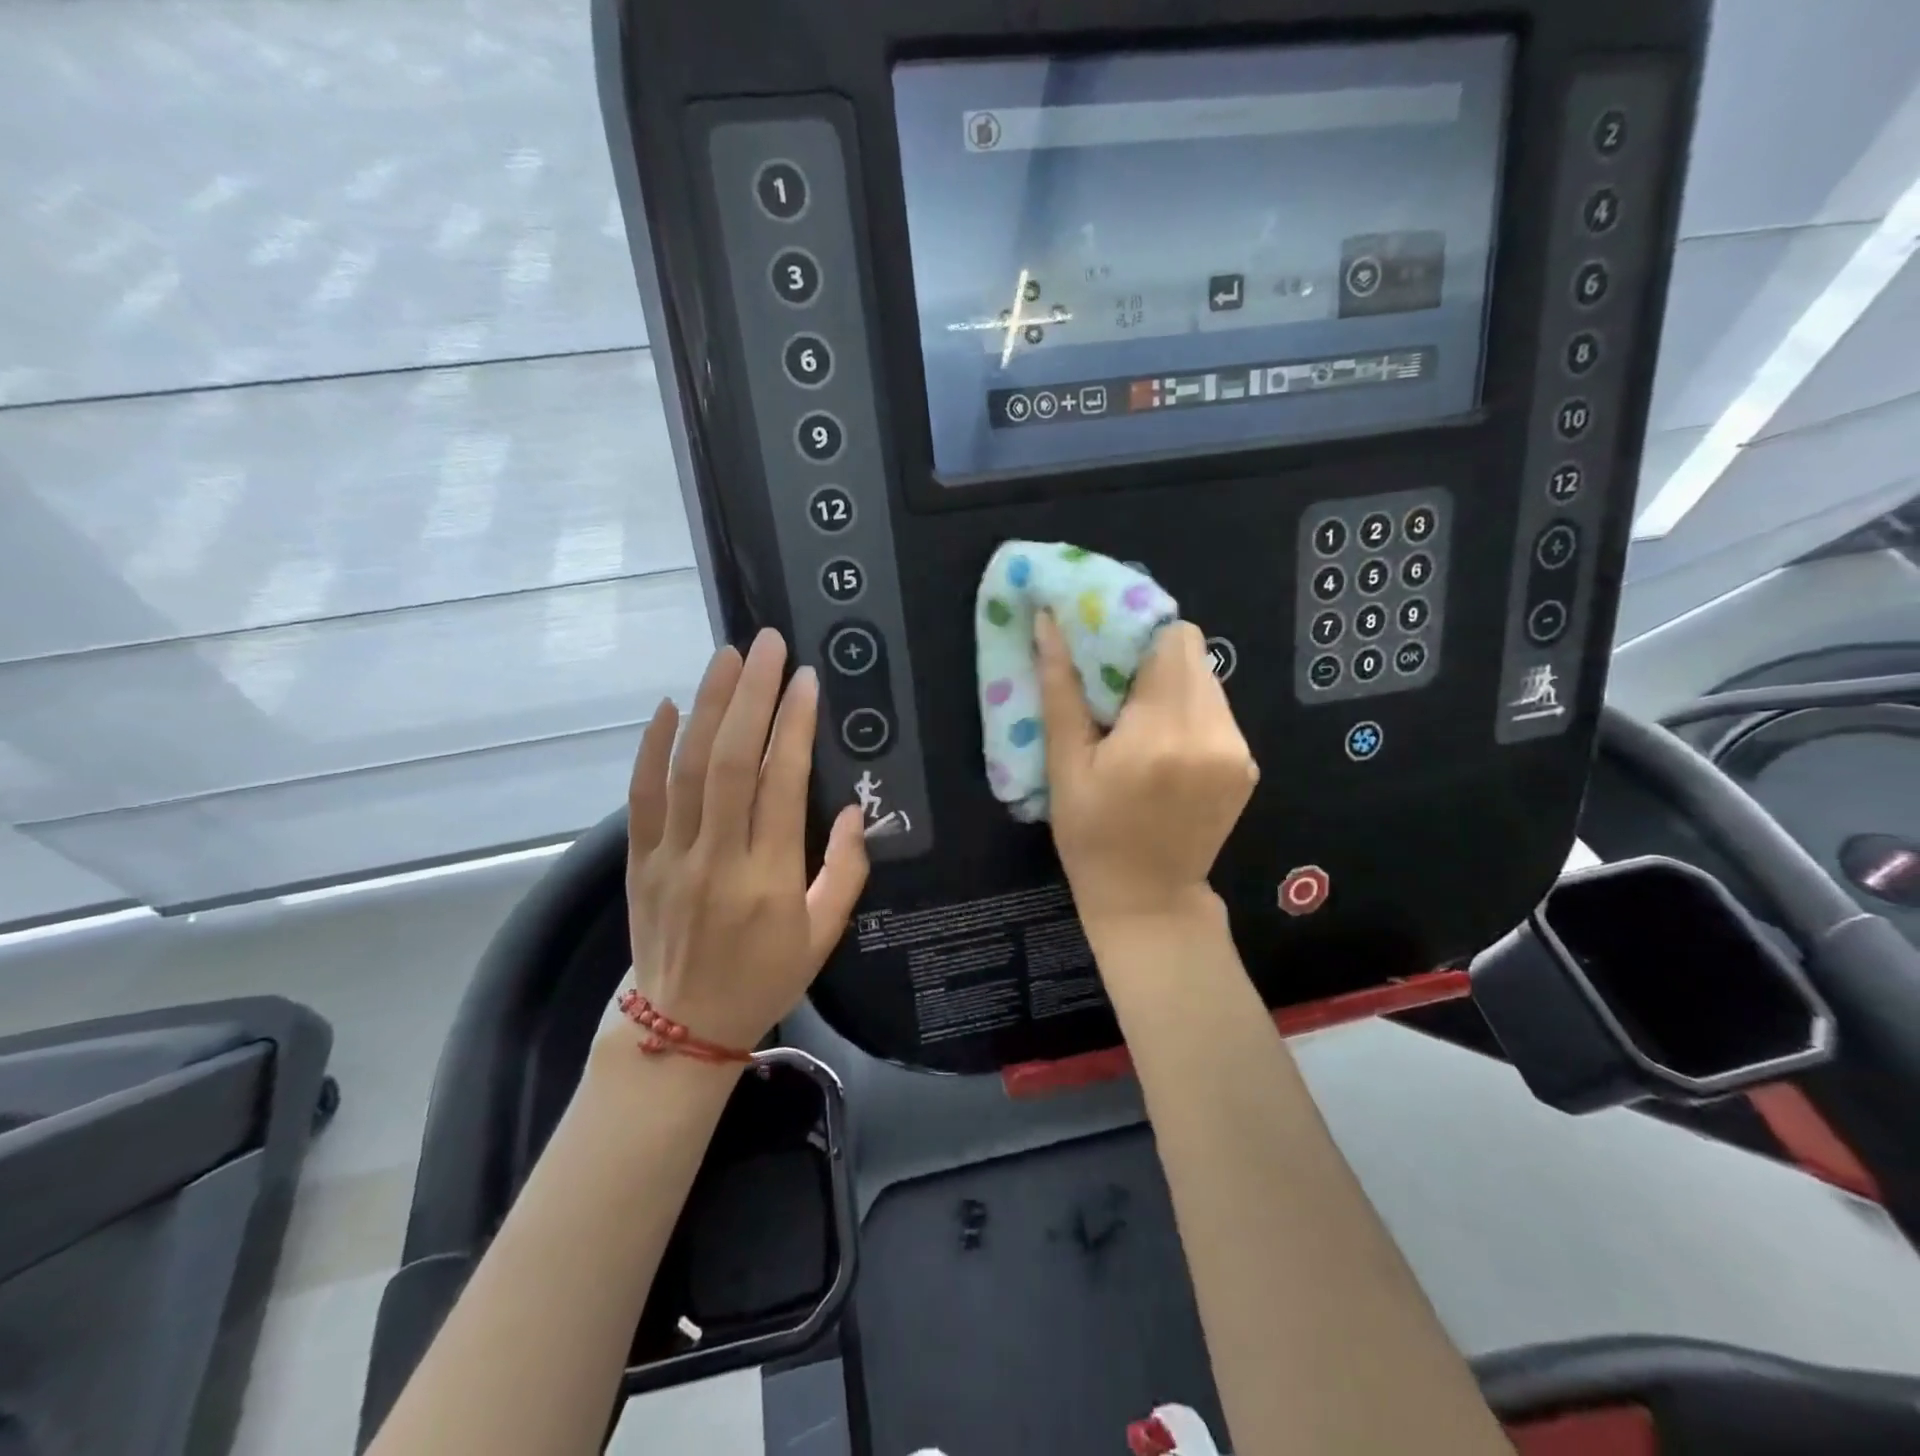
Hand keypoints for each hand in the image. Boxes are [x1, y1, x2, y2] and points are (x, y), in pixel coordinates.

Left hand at [617, 629, 868, 1054]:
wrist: (682, 1026)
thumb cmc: (765, 977)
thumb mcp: (823, 936)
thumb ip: (845, 871)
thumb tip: (852, 810)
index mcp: (769, 879)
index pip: (782, 785)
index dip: (795, 727)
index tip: (805, 681)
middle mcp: (717, 859)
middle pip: (731, 761)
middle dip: (750, 696)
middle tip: (766, 645)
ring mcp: (671, 856)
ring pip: (687, 767)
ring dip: (708, 706)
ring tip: (726, 657)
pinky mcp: (639, 859)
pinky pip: (642, 796)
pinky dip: (652, 747)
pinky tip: (668, 706)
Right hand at [1036, 614, 1258, 931]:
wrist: (1148, 900)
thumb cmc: (1092, 836)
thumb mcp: (1064, 765)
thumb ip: (1060, 688)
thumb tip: (1049, 622)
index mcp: (1163, 732)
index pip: (1173, 638)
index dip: (1138, 632)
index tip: (1105, 650)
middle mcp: (1213, 733)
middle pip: (1193, 654)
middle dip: (1151, 657)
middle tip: (1113, 686)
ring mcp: (1238, 750)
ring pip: (1207, 680)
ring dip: (1170, 685)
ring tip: (1135, 719)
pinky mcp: (1247, 765)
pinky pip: (1217, 712)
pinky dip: (1188, 713)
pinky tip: (1162, 747)